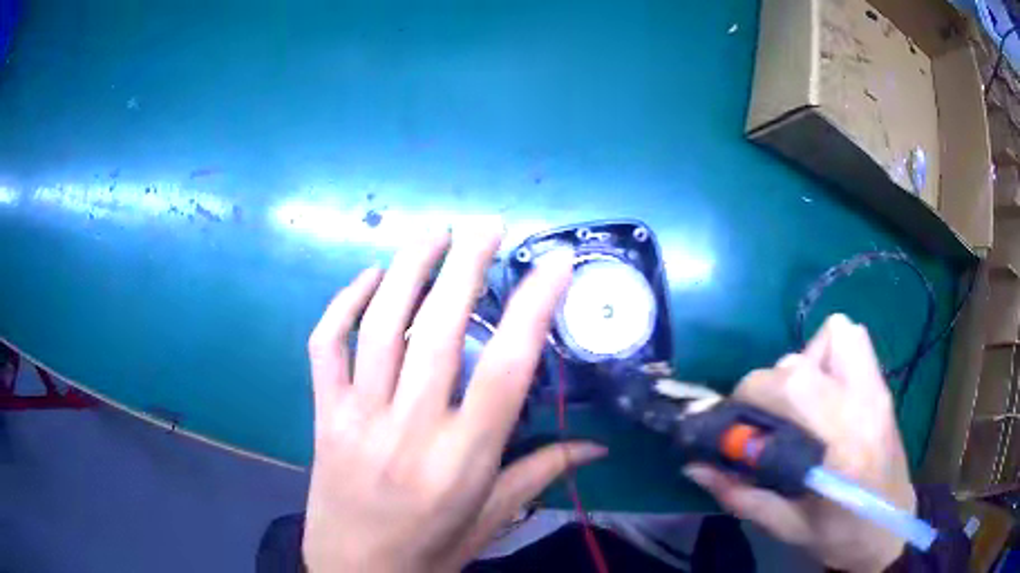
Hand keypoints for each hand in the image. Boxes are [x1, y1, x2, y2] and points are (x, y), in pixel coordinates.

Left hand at [302, 226, 606, 572]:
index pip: (506, 370)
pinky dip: (343, 305)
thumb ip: (541, 474)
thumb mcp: (491, 519)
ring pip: (381, 327)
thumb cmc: (429, 551)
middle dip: (467, 266)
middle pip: (439, 331)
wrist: (353, 572)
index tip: (554, 265)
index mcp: (462, 460)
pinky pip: (326, 348)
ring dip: (409, 269)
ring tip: (435, 230)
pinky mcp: (323, 415)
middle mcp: (410, 429)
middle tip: (488, 224)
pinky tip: (368, 278)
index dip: (533, 309)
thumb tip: (599, 447)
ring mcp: (357, 417)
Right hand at [683, 314, 914, 572]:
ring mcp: (877, 390)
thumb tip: (693, 467)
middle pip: (802, 361)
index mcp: (840, 447)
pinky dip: (830, 354)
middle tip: (768, 418)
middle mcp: (861, 406)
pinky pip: (853, 341)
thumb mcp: (786, 526)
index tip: (733, 422)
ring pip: (836, 333)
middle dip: (771, 383)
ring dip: (808, 358)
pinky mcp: (882, 386)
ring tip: (801, 400)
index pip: (789, 388)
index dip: (748, 396)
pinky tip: (824, 393)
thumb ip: (739, 494)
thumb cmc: (840, 536)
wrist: (890, 529)